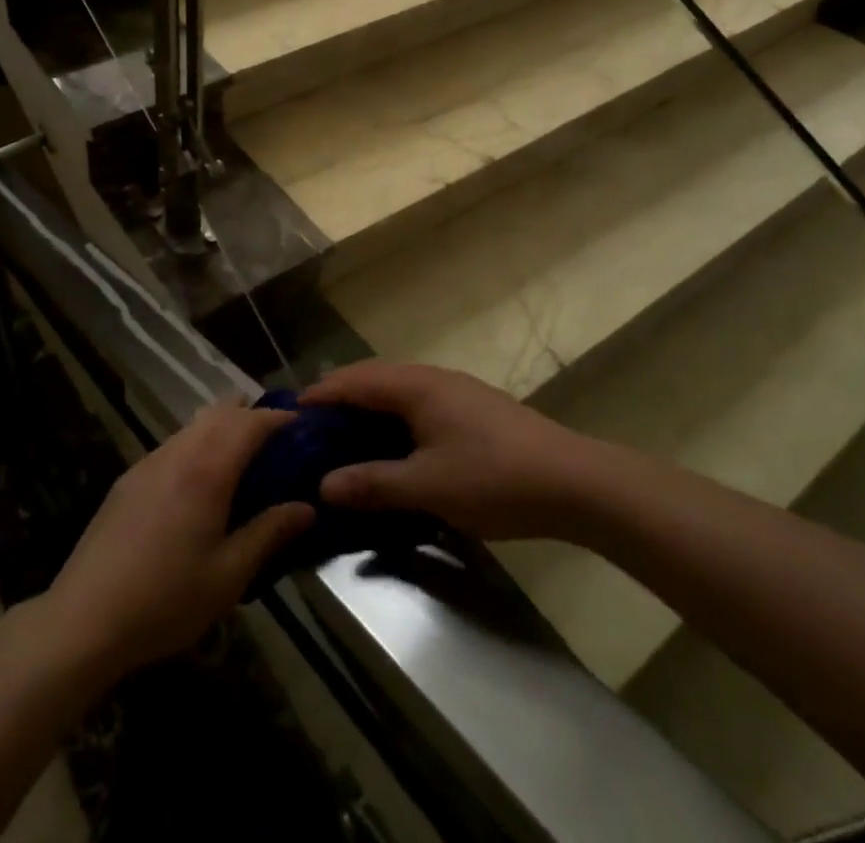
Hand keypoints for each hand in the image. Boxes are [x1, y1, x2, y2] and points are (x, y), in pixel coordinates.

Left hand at [41, 401, 314, 681]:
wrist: (84, 618)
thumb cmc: (166, 600)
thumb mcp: (229, 575)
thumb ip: (269, 533)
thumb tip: (307, 508)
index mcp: (207, 471)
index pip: (249, 423)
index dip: (278, 418)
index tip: (301, 425)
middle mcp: (178, 453)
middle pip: (220, 411)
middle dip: (251, 415)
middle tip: (276, 442)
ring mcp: (148, 463)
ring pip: (193, 425)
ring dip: (222, 428)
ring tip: (243, 461)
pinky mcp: (129, 479)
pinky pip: (173, 445)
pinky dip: (197, 445)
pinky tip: (200, 484)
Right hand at [302, 361, 602, 540]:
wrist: (576, 482)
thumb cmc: (495, 478)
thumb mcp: (428, 486)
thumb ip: (373, 483)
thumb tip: (324, 485)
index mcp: (416, 386)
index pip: (354, 381)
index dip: (320, 394)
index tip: (289, 414)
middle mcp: (432, 379)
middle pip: (373, 379)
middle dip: (340, 399)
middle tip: (311, 430)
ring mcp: (456, 392)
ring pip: (397, 392)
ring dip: (368, 410)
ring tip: (343, 440)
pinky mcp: (473, 411)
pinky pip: (417, 406)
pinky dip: (393, 421)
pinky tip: (392, 449)